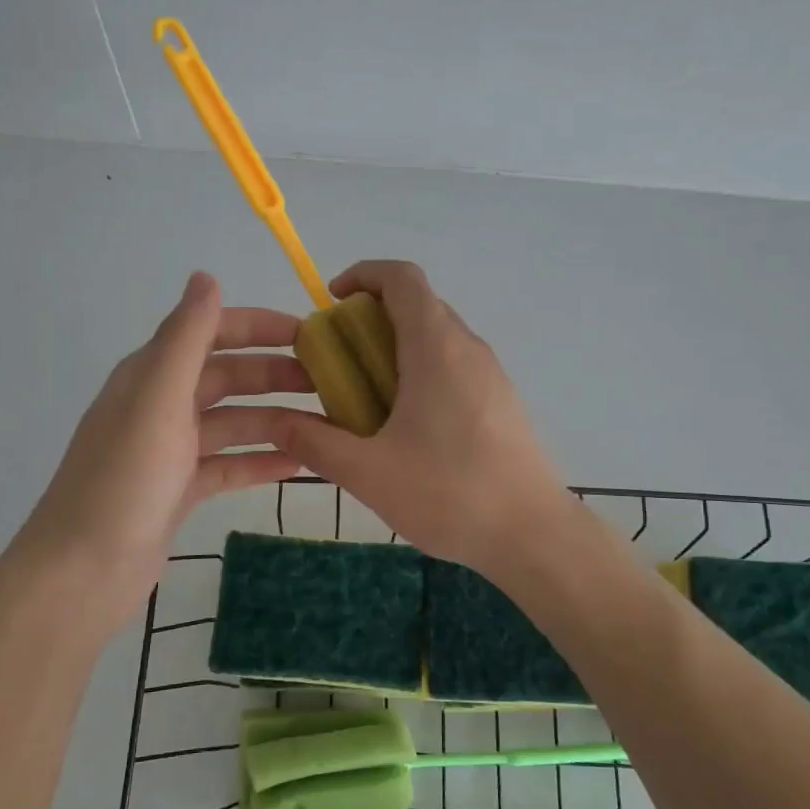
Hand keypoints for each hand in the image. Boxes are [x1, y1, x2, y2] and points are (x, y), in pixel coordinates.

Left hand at [9, 272, 307, 640]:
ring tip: (328, 425)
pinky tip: (300, 465)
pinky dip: (261, 460)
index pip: (212, 332)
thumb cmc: (124, 479)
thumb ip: (186, 337)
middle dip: (277, 374)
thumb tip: (206, 275)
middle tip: (332, 383)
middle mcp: (161, 404)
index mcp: (152, 374)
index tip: (312, 333)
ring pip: (234, 422)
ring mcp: (171, 449)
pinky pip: (229, 464)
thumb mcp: (158, 399)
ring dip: (277, 419)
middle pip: (228, 377)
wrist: (84, 571)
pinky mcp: (180, 489)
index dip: (260, 326)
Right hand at [269, 260, 572, 576]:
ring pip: (437, 337)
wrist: (533, 534)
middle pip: (418, 305)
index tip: (332, 303)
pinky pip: (454, 366)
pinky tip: (408, 427)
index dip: (363, 275)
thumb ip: (316, 443)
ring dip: (397, 349)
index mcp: (436, 348)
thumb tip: (276, 422)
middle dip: (371, 318)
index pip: (402, 278)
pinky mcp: (501, 400)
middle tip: (339, 361)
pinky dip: (421, 372)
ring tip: (367, 398)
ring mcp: (491, 374)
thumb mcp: (368, 472)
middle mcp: (468, 348)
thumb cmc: (449, 494)